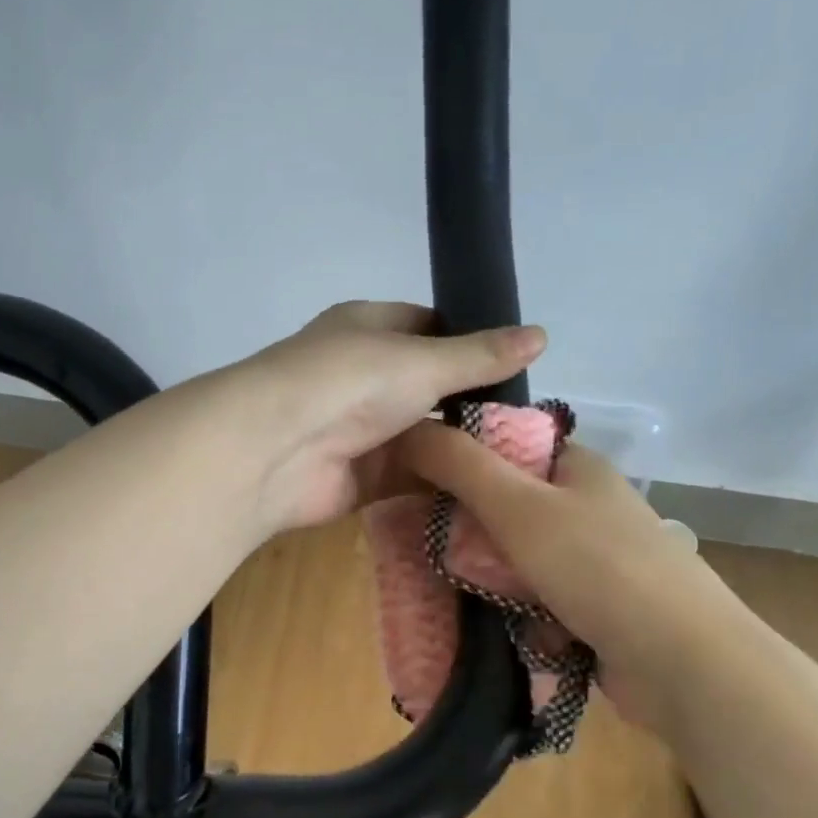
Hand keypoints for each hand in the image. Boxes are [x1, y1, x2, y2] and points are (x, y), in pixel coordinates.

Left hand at [231, 301, 545, 533]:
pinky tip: (489, 490)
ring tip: (524, 458)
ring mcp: (361, 429)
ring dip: (461, 447)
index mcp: (369, 329)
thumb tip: (541, 335)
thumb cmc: (349, 382)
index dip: (470, 340)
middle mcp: (364, 376)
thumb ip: (480, 356)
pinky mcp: (361, 478)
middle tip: (532, 420)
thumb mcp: (423, 360)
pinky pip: (412, 478)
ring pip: (423, 435)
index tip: (517, 363)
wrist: (275, 451)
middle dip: (472, 402)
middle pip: (429, 387)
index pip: (428, 326)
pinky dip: (444, 483)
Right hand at [396, 423, 710, 734]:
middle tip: (424, 548)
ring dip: (490, 578)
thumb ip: (460, 466)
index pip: (505, 447)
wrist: (682, 663)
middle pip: (507, 507)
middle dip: (468, 531)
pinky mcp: (595, 610)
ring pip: (518, 559)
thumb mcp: (519, 507)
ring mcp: (594, 562)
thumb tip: (407, 427)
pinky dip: (517, 614)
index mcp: (577, 468)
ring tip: (450, 593)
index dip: (458, 460)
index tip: (413, 486)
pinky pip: (537, 602)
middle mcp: (587, 508)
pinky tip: (496, 628)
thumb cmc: (598, 568)